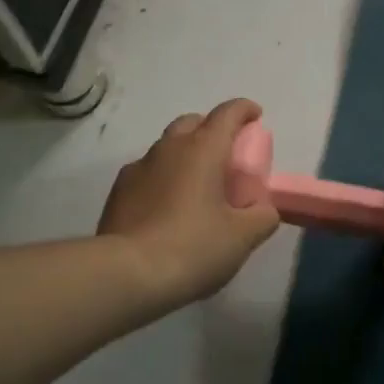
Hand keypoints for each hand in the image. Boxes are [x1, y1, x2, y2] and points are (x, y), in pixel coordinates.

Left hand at [98, 99, 280, 308]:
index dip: (245, 109)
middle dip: (212, 129)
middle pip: (194, 122)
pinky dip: (163, 177)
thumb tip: (264, 208)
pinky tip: (166, 205)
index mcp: (203, 149)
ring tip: (196, 184)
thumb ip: (262, 217)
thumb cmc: (192, 247)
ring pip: (168, 146)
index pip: (228, 112)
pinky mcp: (119, 189)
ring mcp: (139, 166)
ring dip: (185, 154)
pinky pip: (147, 171)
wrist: (126, 274)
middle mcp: (170, 147)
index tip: (256, 117)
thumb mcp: (242, 238)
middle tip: (226, 155)